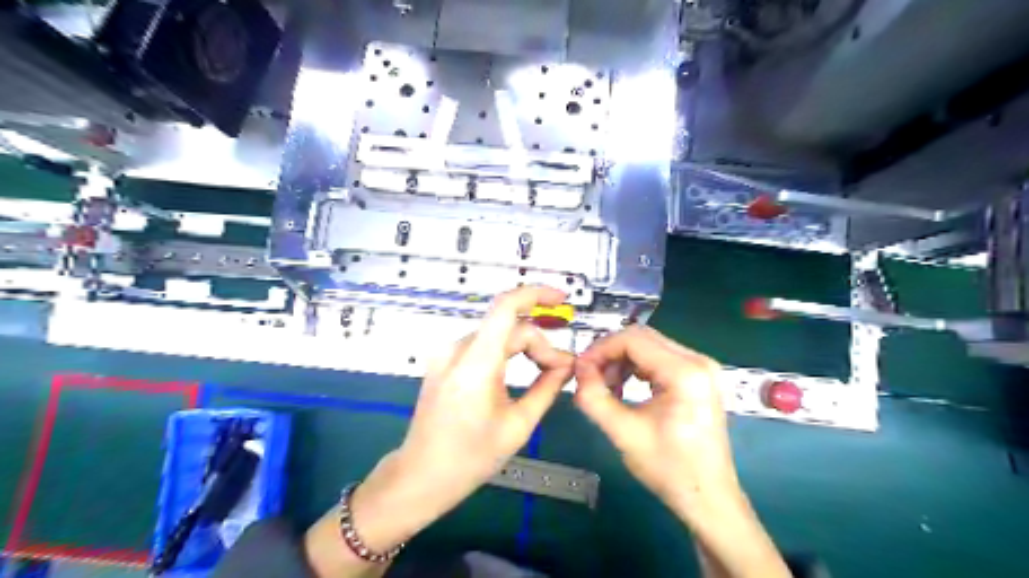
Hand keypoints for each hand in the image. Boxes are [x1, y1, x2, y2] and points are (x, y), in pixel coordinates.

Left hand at [396, 285, 573, 505]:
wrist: (422, 475)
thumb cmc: (471, 458)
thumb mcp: (518, 425)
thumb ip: (547, 387)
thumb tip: (568, 364)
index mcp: (476, 364)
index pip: (506, 307)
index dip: (536, 294)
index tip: (562, 299)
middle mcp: (457, 350)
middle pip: (508, 327)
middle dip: (539, 343)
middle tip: (562, 369)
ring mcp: (446, 354)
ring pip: (497, 335)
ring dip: (524, 347)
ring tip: (545, 370)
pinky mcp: (444, 362)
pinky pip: (482, 345)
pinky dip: (506, 351)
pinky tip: (521, 367)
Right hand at [576, 328, 789, 574]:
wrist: (708, 497)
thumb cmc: (669, 468)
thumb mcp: (624, 433)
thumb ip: (594, 398)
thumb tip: (578, 369)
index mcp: (685, 372)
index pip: (632, 339)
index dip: (600, 349)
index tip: (580, 369)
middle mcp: (698, 360)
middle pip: (641, 338)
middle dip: (609, 354)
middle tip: (589, 378)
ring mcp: (701, 367)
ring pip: (649, 346)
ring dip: (621, 360)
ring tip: (606, 388)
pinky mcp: (698, 376)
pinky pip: (659, 358)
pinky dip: (636, 367)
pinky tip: (624, 388)